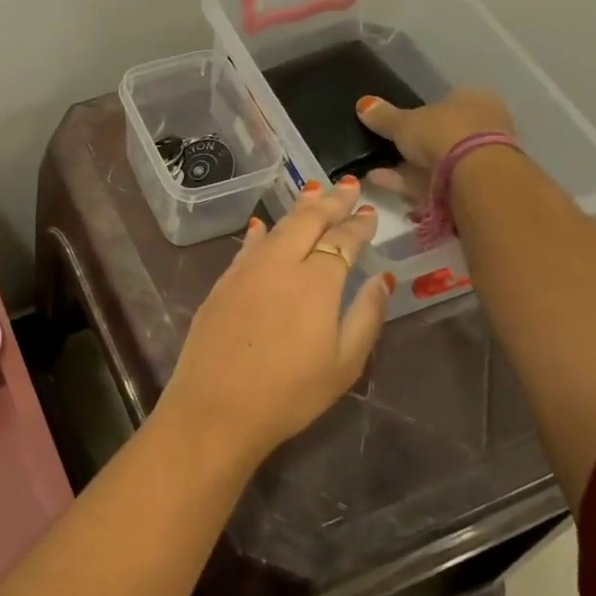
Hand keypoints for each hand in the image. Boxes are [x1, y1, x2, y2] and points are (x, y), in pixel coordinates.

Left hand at [153, 183, 392, 474]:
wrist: (215, 408)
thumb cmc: (289, 394)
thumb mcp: (344, 363)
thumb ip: (366, 315)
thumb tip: (381, 279)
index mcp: (316, 281)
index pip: (342, 240)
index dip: (359, 225)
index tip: (370, 213)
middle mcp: (279, 264)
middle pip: (307, 221)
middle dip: (331, 202)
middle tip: (347, 187)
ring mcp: (245, 271)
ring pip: (276, 228)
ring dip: (299, 210)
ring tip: (315, 195)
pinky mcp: (221, 284)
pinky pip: (247, 247)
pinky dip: (262, 232)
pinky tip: (265, 226)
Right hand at [355, 87, 515, 201]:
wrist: (475, 177)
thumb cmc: (444, 133)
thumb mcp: (405, 122)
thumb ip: (383, 116)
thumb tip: (363, 104)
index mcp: (474, 100)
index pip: (444, 102)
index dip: (418, 114)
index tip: (395, 126)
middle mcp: (482, 127)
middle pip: (439, 136)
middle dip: (410, 146)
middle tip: (380, 151)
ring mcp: (478, 160)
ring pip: (434, 163)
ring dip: (404, 167)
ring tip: (372, 170)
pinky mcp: (469, 188)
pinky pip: (431, 182)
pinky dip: (406, 182)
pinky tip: (379, 181)